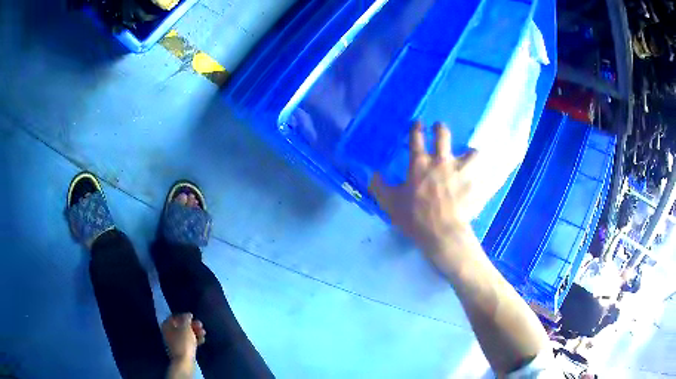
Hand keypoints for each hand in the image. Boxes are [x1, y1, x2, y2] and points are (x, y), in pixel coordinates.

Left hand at [161, 313, 205, 362]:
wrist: (184, 361)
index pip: (174, 317)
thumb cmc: (183, 342)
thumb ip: (186, 319)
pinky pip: (187, 342)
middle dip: (192, 325)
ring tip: (204, 333)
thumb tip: (188, 315)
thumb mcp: (186, 327)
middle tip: (201, 325)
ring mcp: (174, 342)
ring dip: (195, 332)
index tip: (193, 317)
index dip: (184, 316)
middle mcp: (168, 332)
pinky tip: (202, 340)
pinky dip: (194, 340)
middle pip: (181, 326)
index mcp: (166, 325)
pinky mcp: (181, 349)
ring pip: (185, 334)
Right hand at [369, 121, 478, 252]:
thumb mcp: (390, 203)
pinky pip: (484, 176)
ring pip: (472, 152)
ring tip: (469, 156)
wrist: (442, 233)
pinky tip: (485, 179)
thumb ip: (379, 187)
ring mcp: (461, 172)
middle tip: (439, 129)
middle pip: (444, 135)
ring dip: (470, 153)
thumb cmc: (414, 217)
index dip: (416, 127)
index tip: (418, 123)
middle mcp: (442, 161)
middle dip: (440, 128)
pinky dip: (485, 176)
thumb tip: (374, 175)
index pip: (416, 137)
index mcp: (420, 163)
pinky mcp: (474, 185)